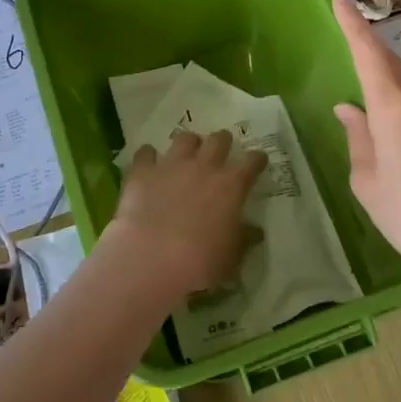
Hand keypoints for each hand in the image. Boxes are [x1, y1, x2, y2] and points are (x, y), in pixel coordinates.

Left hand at [106, 130, 266, 301]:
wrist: (151, 258)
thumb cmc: (201, 262)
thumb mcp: (231, 256)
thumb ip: (243, 239)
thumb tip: (255, 232)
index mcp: (231, 186)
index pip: (252, 162)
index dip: (256, 159)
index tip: (258, 160)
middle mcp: (203, 167)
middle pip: (219, 140)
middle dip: (222, 142)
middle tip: (221, 151)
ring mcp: (171, 166)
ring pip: (184, 139)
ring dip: (189, 144)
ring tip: (187, 153)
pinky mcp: (142, 172)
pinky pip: (145, 153)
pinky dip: (148, 155)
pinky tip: (148, 162)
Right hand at [330, 0, 400, 296]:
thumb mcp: (368, 183)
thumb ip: (357, 138)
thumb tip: (349, 108)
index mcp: (394, 108)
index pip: (368, 53)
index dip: (352, 24)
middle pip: (392, 68)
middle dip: (370, 59)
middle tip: (351, 66)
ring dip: (393, 97)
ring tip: (381, 132)